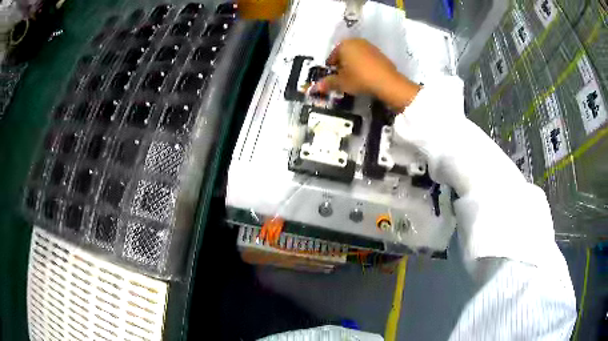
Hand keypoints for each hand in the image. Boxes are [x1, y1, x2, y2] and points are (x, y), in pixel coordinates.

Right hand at [314, 38, 420, 110]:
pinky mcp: (380, 53)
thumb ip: (328, 83)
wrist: (387, 82)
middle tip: (342, 78)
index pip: (332, 56)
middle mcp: (356, 41)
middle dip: (342, 65)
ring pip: (356, 55)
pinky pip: (367, 58)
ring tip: (354, 78)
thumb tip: (314, 87)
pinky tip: (366, 76)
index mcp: (344, 45)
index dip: (331, 68)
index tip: (333, 78)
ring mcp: (370, 46)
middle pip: (344, 54)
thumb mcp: (341, 83)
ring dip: (353, 65)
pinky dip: (364, 65)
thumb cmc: (359, 78)